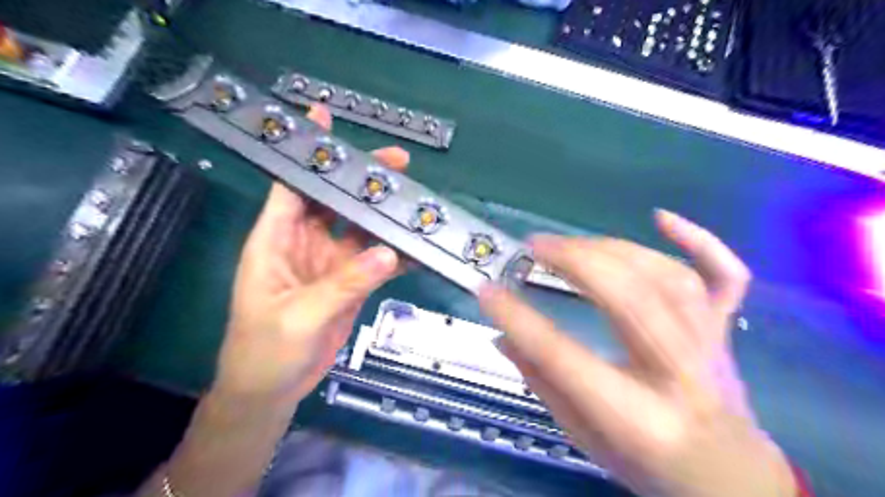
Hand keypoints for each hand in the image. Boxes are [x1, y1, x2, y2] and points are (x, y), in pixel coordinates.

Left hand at [213, 105, 407, 406]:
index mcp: (276, 239)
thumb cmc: (265, 350)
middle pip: (335, 200)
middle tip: (398, 165)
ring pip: (361, 229)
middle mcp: (304, 243)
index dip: (308, 153)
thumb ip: (345, 283)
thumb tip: (389, 252)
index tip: (325, 117)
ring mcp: (330, 263)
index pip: (291, 185)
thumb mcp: (300, 315)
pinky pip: (376, 261)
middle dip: (362, 180)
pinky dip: (396, 254)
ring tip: (415, 202)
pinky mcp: (349, 283)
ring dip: (384, 216)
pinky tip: (417, 247)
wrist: (272, 389)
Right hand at [481, 210, 799, 496]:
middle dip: (575, 262)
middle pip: (629, 300)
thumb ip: (543, 385)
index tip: (487, 290)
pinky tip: (661, 217)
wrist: (732, 479)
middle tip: (534, 247)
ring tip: (570, 243)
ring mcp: (711, 346)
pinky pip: (725, 276)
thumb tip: (503, 337)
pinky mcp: (725, 329)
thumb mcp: (584, 440)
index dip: (521, 320)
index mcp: (637, 418)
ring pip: (667, 279)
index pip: (567, 358)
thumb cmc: (650, 466)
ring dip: (613, 249)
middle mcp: (680, 376)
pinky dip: (700, 240)